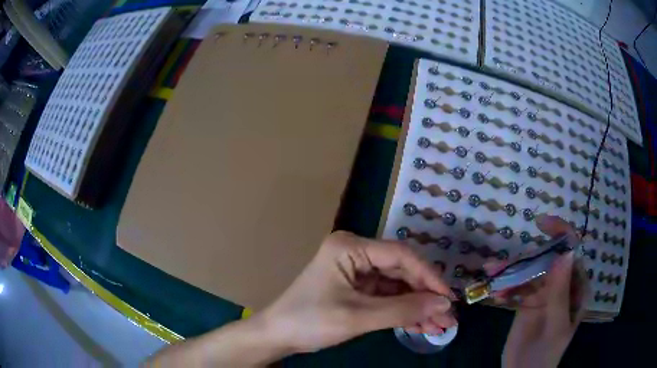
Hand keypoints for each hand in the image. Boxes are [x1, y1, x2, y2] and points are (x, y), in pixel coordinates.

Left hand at [260, 231, 456, 353]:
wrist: (277, 336)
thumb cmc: (310, 321)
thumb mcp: (358, 317)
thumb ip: (403, 310)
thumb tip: (444, 305)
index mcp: (350, 247)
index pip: (400, 255)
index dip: (428, 276)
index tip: (448, 298)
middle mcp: (356, 253)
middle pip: (402, 271)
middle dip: (425, 296)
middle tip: (447, 317)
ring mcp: (357, 272)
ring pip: (398, 287)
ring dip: (418, 307)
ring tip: (440, 326)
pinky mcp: (357, 289)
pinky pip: (388, 298)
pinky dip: (404, 312)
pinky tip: (421, 325)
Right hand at [485, 215, 587, 367]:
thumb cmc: (545, 354)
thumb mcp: (555, 325)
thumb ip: (560, 292)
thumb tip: (564, 252)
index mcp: (576, 288)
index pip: (572, 253)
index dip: (560, 234)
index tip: (541, 223)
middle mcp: (562, 285)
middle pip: (546, 260)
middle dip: (525, 259)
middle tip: (500, 264)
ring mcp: (545, 293)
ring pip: (529, 272)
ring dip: (510, 272)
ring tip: (490, 273)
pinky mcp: (529, 302)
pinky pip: (518, 287)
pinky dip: (506, 286)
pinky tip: (495, 293)